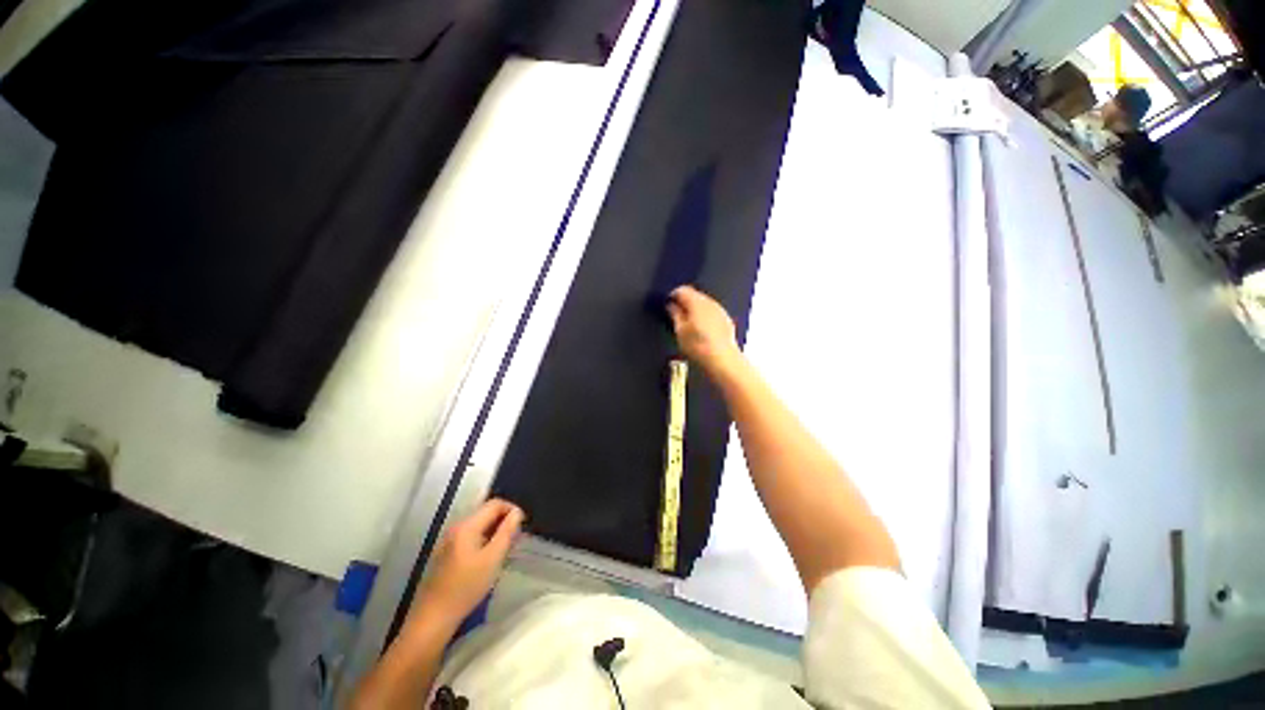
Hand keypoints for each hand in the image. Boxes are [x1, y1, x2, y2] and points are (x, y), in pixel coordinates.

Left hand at [412, 499, 524, 624]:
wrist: (433, 618)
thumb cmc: (466, 587)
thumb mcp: (493, 558)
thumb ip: (507, 532)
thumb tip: (517, 512)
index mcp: (467, 525)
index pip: (494, 503)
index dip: (511, 509)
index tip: (522, 525)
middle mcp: (456, 527)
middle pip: (485, 512)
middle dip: (503, 521)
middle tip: (514, 539)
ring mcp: (448, 540)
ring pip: (478, 525)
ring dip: (494, 531)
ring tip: (504, 549)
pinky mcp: (445, 553)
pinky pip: (470, 537)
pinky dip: (483, 540)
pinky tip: (487, 559)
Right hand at [667, 286, 741, 374]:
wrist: (721, 359)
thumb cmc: (700, 347)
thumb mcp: (679, 330)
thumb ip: (674, 314)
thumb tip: (671, 306)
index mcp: (696, 302)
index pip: (682, 290)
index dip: (672, 295)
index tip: (668, 303)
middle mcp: (710, 302)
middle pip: (694, 295)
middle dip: (684, 303)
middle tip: (675, 315)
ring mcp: (720, 310)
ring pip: (704, 304)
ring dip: (695, 310)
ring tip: (688, 326)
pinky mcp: (726, 320)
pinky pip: (713, 313)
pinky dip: (705, 318)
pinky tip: (701, 331)